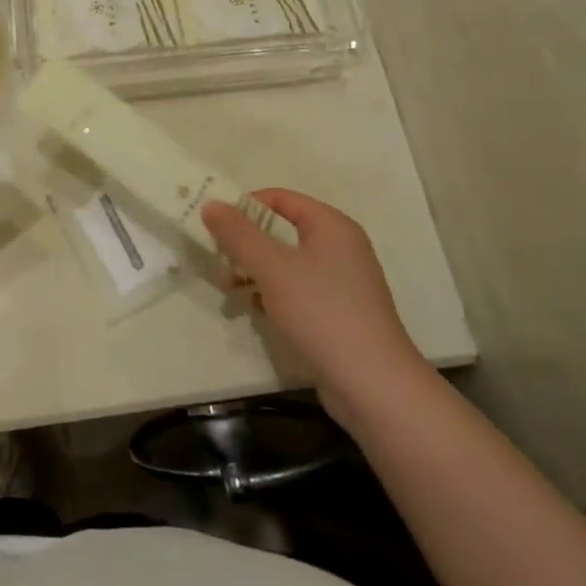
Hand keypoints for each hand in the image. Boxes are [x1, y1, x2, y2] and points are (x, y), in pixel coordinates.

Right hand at [202, 190, 424, 400]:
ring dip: (254, 271)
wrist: (374, 386)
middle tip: (216, 258)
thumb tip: (211, 203)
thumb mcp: (272, 267)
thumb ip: (238, 234)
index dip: (245, 206)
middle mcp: (340, 247)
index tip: (214, 225)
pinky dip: (273, 295)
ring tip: (227, 289)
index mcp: (331, 225)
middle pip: (282, 231)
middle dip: (245, 243)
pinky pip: (298, 291)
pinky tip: (254, 311)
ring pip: (287, 264)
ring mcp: (342, 283)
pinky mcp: (338, 314)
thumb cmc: (322, 312)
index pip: (280, 198)